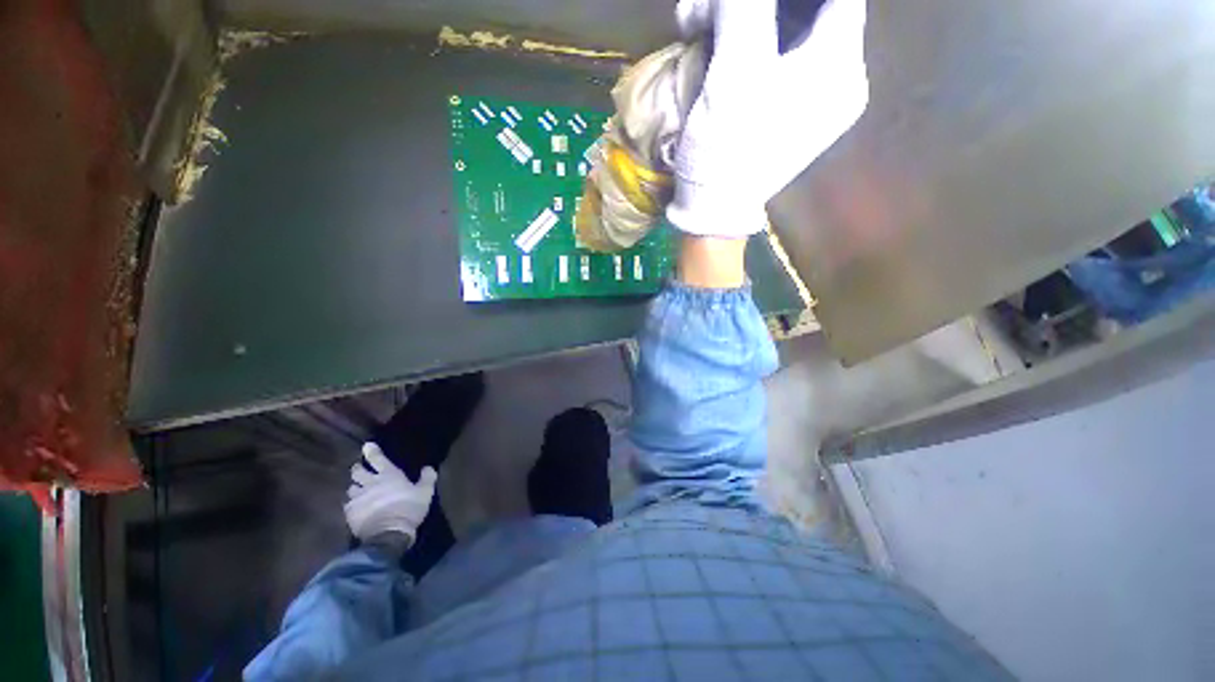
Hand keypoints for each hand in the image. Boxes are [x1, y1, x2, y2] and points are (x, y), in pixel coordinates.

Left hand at [344, 442, 436, 547]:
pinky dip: (352, 504)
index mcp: (389, 475)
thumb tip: (428, 467)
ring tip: (358, 491)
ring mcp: (358, 498)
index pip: (377, 459)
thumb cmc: (409, 508)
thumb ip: (427, 478)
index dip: (372, 451)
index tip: (367, 445)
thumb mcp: (425, 492)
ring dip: (355, 488)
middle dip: (358, 469)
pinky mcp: (350, 513)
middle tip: (360, 470)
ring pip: (351, 488)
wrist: (389, 533)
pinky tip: (356, 508)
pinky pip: (348, 505)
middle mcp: (370, 483)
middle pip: (358, 471)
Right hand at [667, 0, 868, 237]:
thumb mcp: (735, 72)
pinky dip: (746, 49)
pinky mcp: (788, 116)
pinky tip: (715, 50)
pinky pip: (777, 65)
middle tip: (709, 9)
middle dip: (756, 3)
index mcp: (839, 68)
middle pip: (809, 13)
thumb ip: (746, 7)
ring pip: (788, 35)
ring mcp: (813, 101)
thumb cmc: (726, 149)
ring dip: (744, 21)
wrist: (713, 210)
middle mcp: (837, 81)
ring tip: (700, 25)